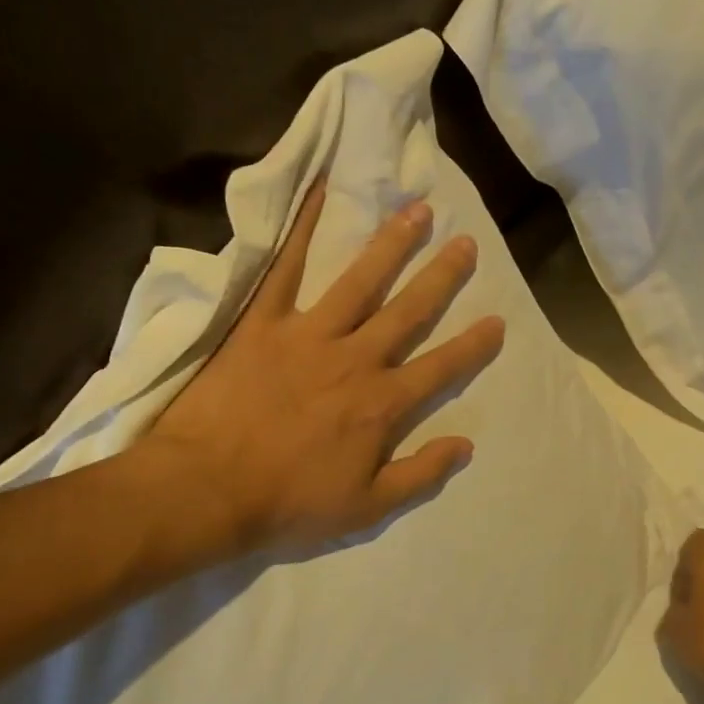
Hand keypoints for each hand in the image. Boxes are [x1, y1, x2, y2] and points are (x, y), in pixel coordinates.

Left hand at [137, 180, 505, 559]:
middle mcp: (355, 359)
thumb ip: (420, 475)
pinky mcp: (262, 323)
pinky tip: (318, 194)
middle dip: (441, 278)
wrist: (206, 489)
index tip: (497, 320)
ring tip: (417, 211)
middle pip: (409, 312)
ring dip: (392, 245)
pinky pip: (284, 269)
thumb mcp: (367, 509)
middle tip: (466, 244)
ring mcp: (308, 335)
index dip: (473, 345)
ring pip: (360, 281)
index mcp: (382, 404)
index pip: (441, 368)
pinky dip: (301, 230)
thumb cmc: (289, 503)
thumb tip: (466, 446)